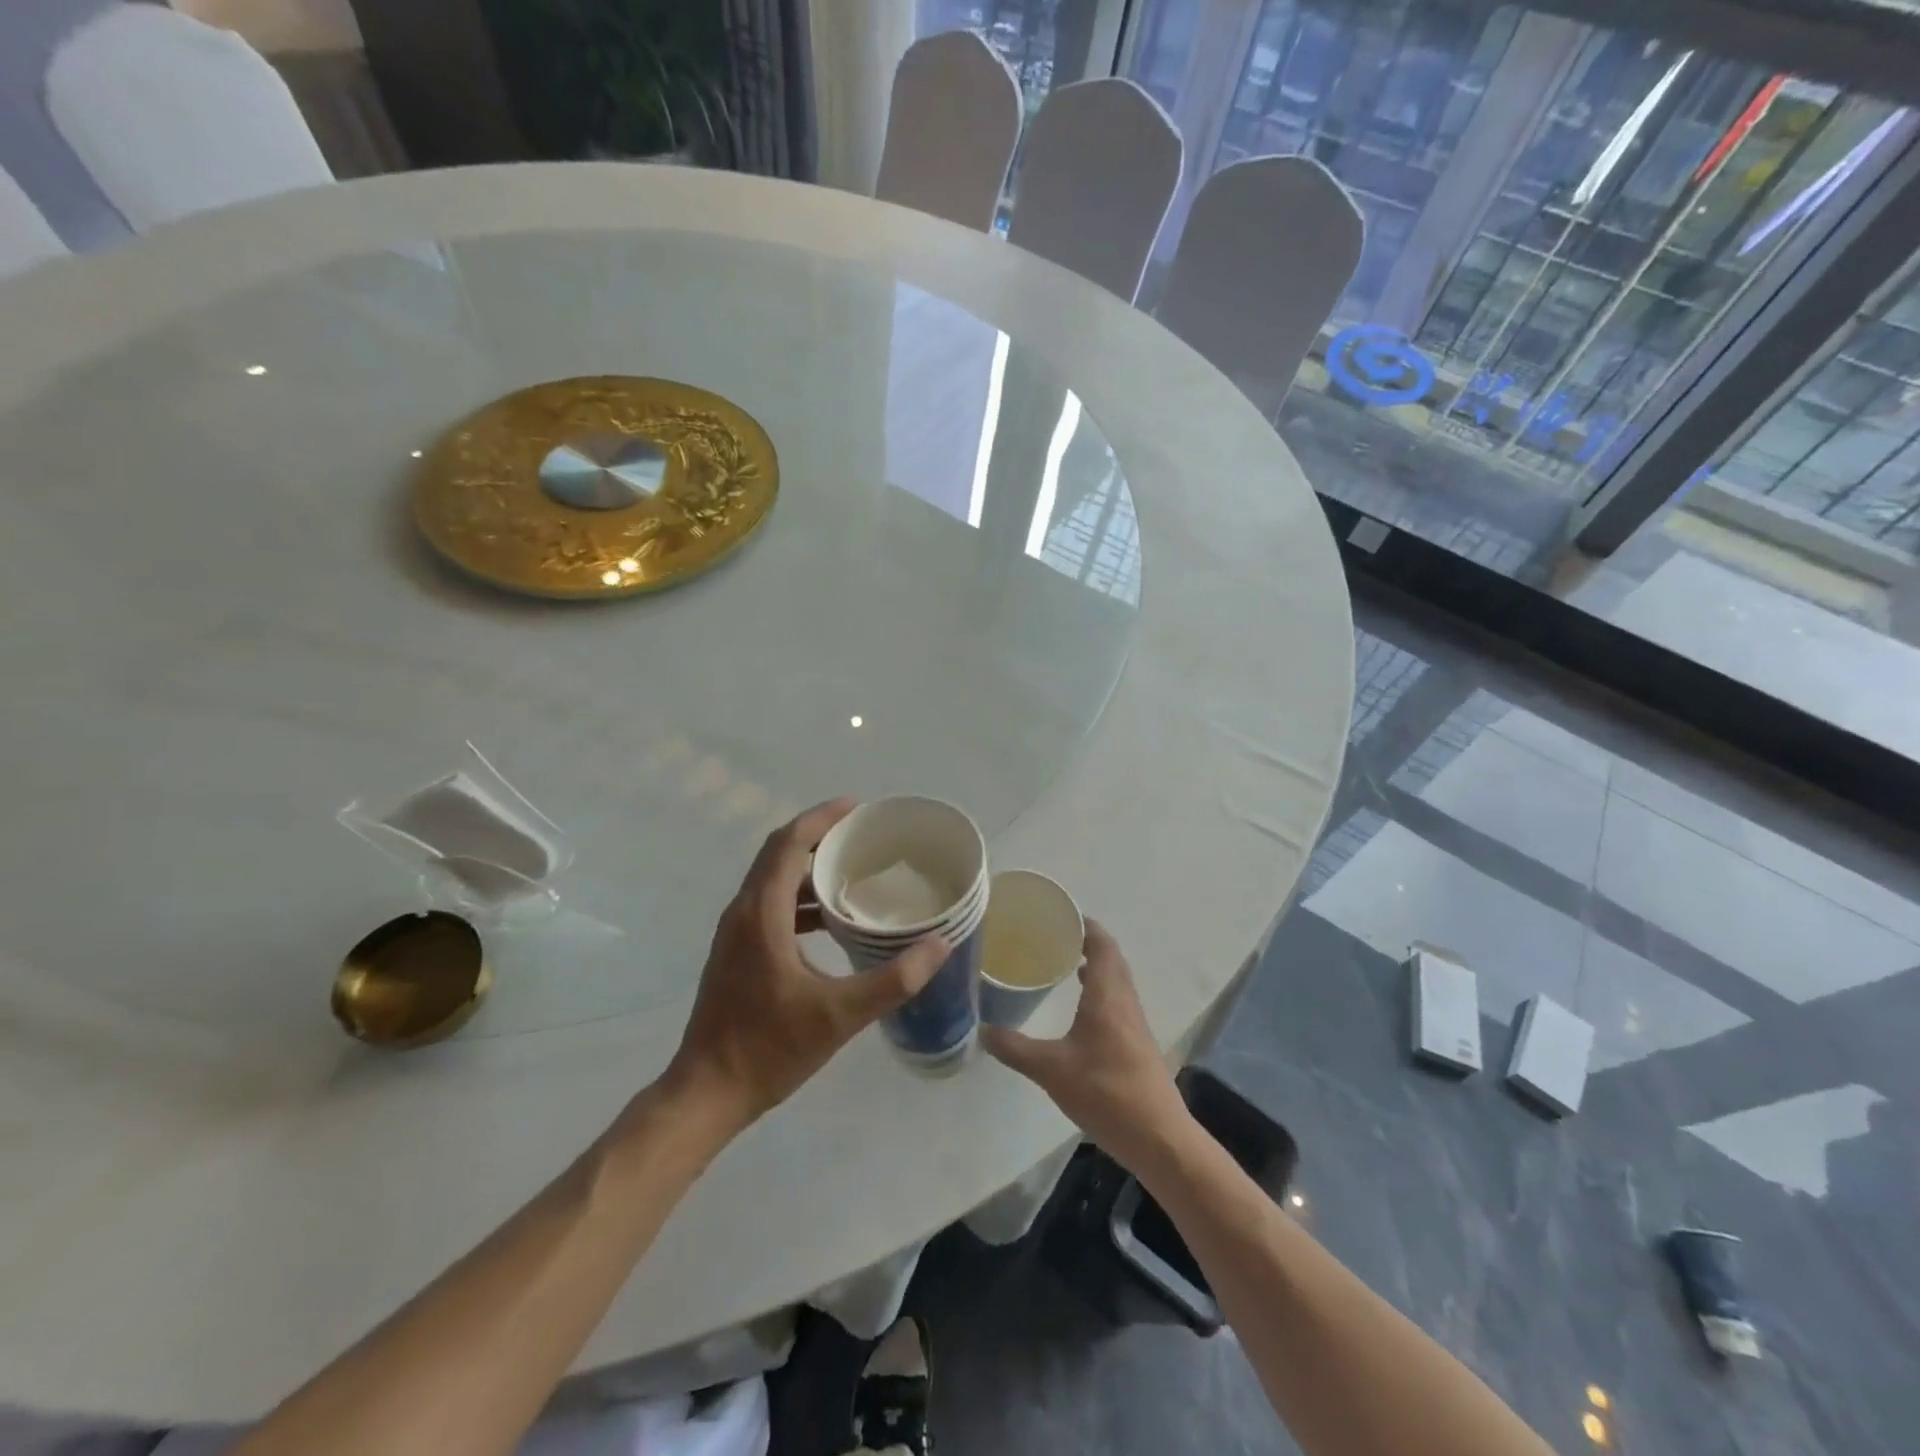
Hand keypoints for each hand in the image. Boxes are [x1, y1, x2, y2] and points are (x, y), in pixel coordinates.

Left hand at [664, 799, 949, 1133]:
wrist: (706, 1093)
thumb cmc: (769, 1049)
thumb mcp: (840, 1015)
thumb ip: (894, 979)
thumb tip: (939, 944)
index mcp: (761, 914)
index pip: (788, 844)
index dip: (821, 818)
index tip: (857, 808)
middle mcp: (742, 912)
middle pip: (777, 854)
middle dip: (818, 836)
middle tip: (862, 835)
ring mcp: (734, 934)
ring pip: (772, 880)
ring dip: (808, 868)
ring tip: (853, 871)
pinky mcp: (736, 953)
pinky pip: (769, 905)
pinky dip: (799, 898)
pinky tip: (830, 920)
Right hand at [980, 919, 1191, 1174]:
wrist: (1159, 1138)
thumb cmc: (1106, 1093)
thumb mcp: (1051, 1070)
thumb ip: (1015, 1048)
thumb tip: (982, 1029)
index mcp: (1108, 995)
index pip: (1102, 944)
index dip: (1085, 925)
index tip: (1060, 914)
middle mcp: (1125, 1001)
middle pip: (1111, 958)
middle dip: (1086, 942)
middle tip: (1054, 936)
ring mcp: (1134, 1024)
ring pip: (1116, 980)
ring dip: (1095, 966)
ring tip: (1063, 963)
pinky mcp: (1136, 1044)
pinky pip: (1117, 1001)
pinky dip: (1099, 990)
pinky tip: (1080, 1008)